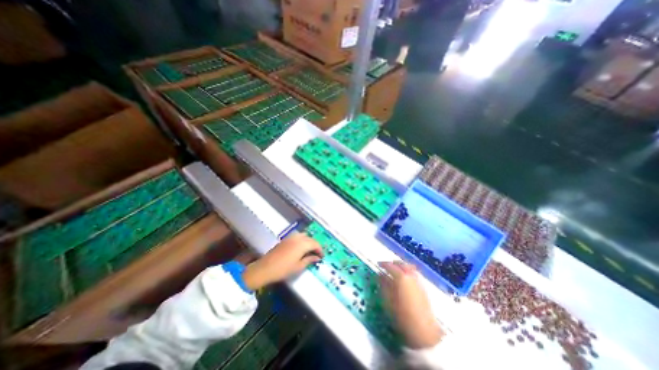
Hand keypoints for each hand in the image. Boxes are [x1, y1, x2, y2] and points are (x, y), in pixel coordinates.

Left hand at [241, 235, 323, 291]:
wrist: (265, 268)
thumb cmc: (283, 269)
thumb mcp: (298, 267)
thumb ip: (309, 260)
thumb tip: (317, 258)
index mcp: (302, 244)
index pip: (315, 244)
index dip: (320, 250)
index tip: (321, 257)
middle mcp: (298, 238)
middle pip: (310, 238)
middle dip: (315, 245)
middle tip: (316, 254)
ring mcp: (291, 237)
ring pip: (304, 235)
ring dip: (308, 241)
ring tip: (309, 250)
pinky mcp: (286, 239)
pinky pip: (297, 236)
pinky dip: (302, 240)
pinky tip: (301, 248)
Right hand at [379, 262, 444, 347]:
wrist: (424, 331)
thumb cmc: (403, 316)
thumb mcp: (388, 301)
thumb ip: (384, 285)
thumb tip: (380, 275)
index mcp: (401, 277)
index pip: (390, 265)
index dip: (383, 264)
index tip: (378, 264)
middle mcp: (410, 275)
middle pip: (401, 264)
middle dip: (393, 263)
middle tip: (386, 266)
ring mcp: (418, 281)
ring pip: (408, 267)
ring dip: (401, 266)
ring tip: (394, 271)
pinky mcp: (423, 287)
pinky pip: (413, 273)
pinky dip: (407, 271)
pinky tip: (404, 278)